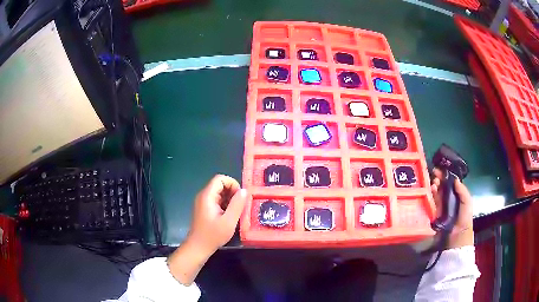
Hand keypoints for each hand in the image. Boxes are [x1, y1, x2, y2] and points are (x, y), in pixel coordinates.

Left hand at [188, 174, 246, 252]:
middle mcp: (203, 196)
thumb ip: (237, 205)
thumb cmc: (213, 235)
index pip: (220, 179)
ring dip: (229, 199)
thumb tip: (244, 191)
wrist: (198, 247)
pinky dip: (225, 204)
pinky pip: (216, 200)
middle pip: (219, 185)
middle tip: (240, 206)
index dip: (232, 183)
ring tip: (235, 212)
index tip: (240, 196)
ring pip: (219, 193)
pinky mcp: (204, 209)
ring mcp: (203, 202)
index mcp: (207, 196)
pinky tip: (229, 216)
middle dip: (232, 192)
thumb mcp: (229, 221)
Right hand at [431, 168, 473, 248]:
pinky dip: (431, 195)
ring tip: (434, 182)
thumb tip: (454, 178)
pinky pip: (432, 202)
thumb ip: (462, 190)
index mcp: (456, 195)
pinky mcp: (435, 213)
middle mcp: (448, 199)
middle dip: (439, 179)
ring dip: (435, 185)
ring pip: (436, 193)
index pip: (450, 183)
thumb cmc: (464, 217)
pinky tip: (431, 190)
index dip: (446, 175)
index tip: (441, 169)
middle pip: (442, 186)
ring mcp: (441, 206)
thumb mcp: (467, 202)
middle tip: (435, 173)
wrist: (457, 235)